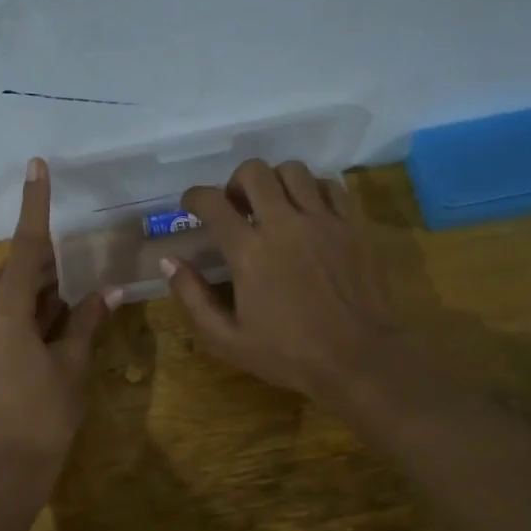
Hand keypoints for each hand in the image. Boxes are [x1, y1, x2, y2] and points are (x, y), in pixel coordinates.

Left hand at [0, 158, 111, 479]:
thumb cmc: (43, 419)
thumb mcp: (71, 368)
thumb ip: (85, 322)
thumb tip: (108, 292)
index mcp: (2, 314)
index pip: (25, 248)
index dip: (35, 205)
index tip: (36, 166)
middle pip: (17, 276)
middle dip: (48, 275)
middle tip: (78, 289)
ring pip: (6, 299)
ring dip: (36, 300)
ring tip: (65, 321)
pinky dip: (21, 319)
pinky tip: (44, 340)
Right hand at [162, 160, 403, 404]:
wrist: (360, 360)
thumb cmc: (289, 355)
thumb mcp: (227, 340)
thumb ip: (192, 298)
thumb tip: (170, 262)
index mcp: (249, 252)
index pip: (212, 202)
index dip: (194, 197)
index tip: (191, 206)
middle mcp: (285, 224)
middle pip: (254, 172)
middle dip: (235, 182)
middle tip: (236, 207)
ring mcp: (324, 220)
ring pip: (294, 170)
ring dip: (275, 181)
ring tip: (274, 206)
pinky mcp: (354, 225)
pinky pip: (330, 186)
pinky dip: (313, 190)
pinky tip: (309, 212)